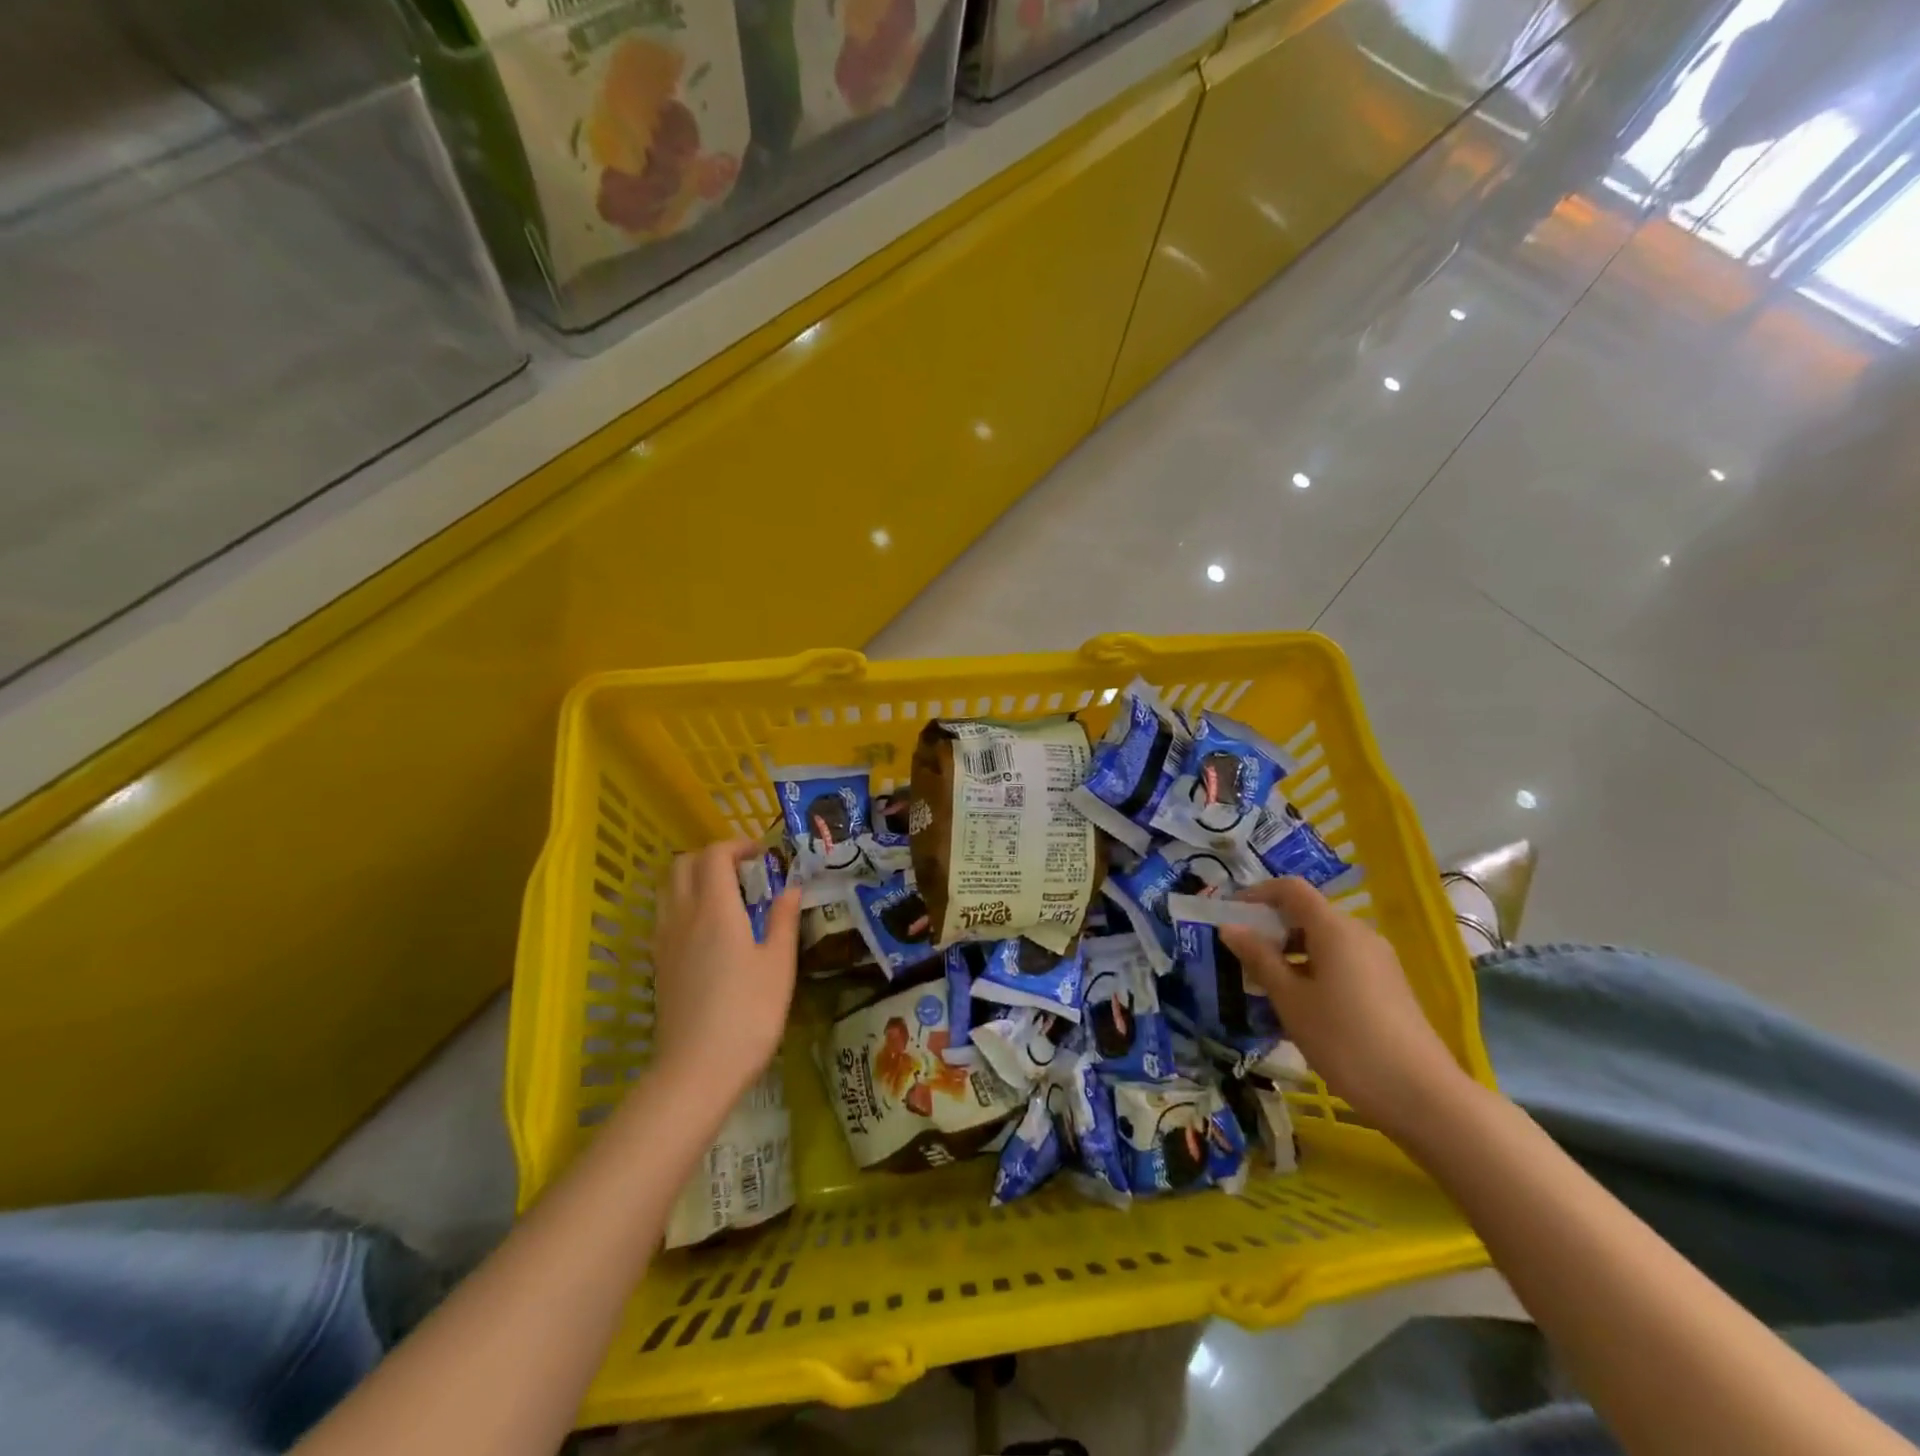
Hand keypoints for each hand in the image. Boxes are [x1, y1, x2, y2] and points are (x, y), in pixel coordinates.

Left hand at [650, 840, 800, 1107]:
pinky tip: (710, 930)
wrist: (697, 1069)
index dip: (737, 845)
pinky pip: (665, 915)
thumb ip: (784, 920)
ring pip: (668, 888)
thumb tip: (791, 888)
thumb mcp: (779, 964)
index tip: (763, 855)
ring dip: (694, 878)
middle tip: (744, 871)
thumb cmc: (749, 1013)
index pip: (714, 855)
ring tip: (727, 897)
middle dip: (712, 857)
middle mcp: (682, 916)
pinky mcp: (658, 964)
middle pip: (682, 864)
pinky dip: (684, 904)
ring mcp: (664, 940)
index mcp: (715, 909)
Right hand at [1221, 877, 1469, 1139]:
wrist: (1421, 1096)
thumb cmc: (1344, 1040)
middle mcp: (1359, 934)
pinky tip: (1300, 1005)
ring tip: (1265, 985)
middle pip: (1308, 914)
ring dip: (1291, 952)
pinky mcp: (1388, 986)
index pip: (1291, 889)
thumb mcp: (1290, 999)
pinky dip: (1313, 969)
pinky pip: (1342, 962)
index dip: (1257, 894)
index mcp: (1335, 929)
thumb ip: (1259, 958)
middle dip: (1272, 928)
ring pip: (1324, 941)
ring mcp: (1378, 961)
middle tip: (1241, 956)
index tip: (1230, 915)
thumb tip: (1229, 927)